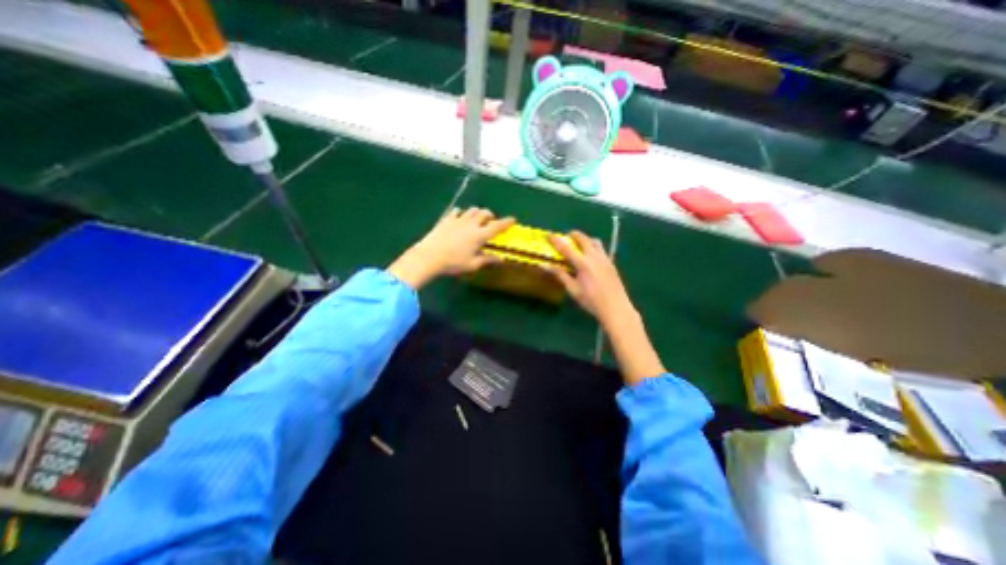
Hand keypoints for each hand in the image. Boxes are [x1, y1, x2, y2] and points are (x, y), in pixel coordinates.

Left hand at [387, 204, 510, 288]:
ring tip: (477, 219)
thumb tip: (501, 259)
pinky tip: (460, 218)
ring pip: (472, 210)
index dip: (506, 222)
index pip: (497, 226)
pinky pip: (457, 211)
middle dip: (491, 216)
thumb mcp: (472, 264)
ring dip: (478, 213)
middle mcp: (471, 224)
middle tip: (491, 222)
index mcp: (479, 235)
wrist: (429, 256)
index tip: (513, 219)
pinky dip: (462, 213)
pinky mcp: (446, 219)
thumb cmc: (453, 263)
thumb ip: (487, 260)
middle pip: (485, 213)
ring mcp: (458, 219)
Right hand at [546, 229, 665, 384]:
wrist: (615, 307)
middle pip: (583, 239)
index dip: (556, 241)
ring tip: (580, 244)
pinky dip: (594, 246)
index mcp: (583, 263)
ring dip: (586, 239)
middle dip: (574, 235)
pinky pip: (601, 249)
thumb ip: (560, 275)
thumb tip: (545, 265)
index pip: (566, 248)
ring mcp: (605, 259)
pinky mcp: (611, 263)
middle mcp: (594, 257)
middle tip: (567, 236)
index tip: (549, 235)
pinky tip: (591, 256)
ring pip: (595, 242)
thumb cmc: (591, 300)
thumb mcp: (573, 289)